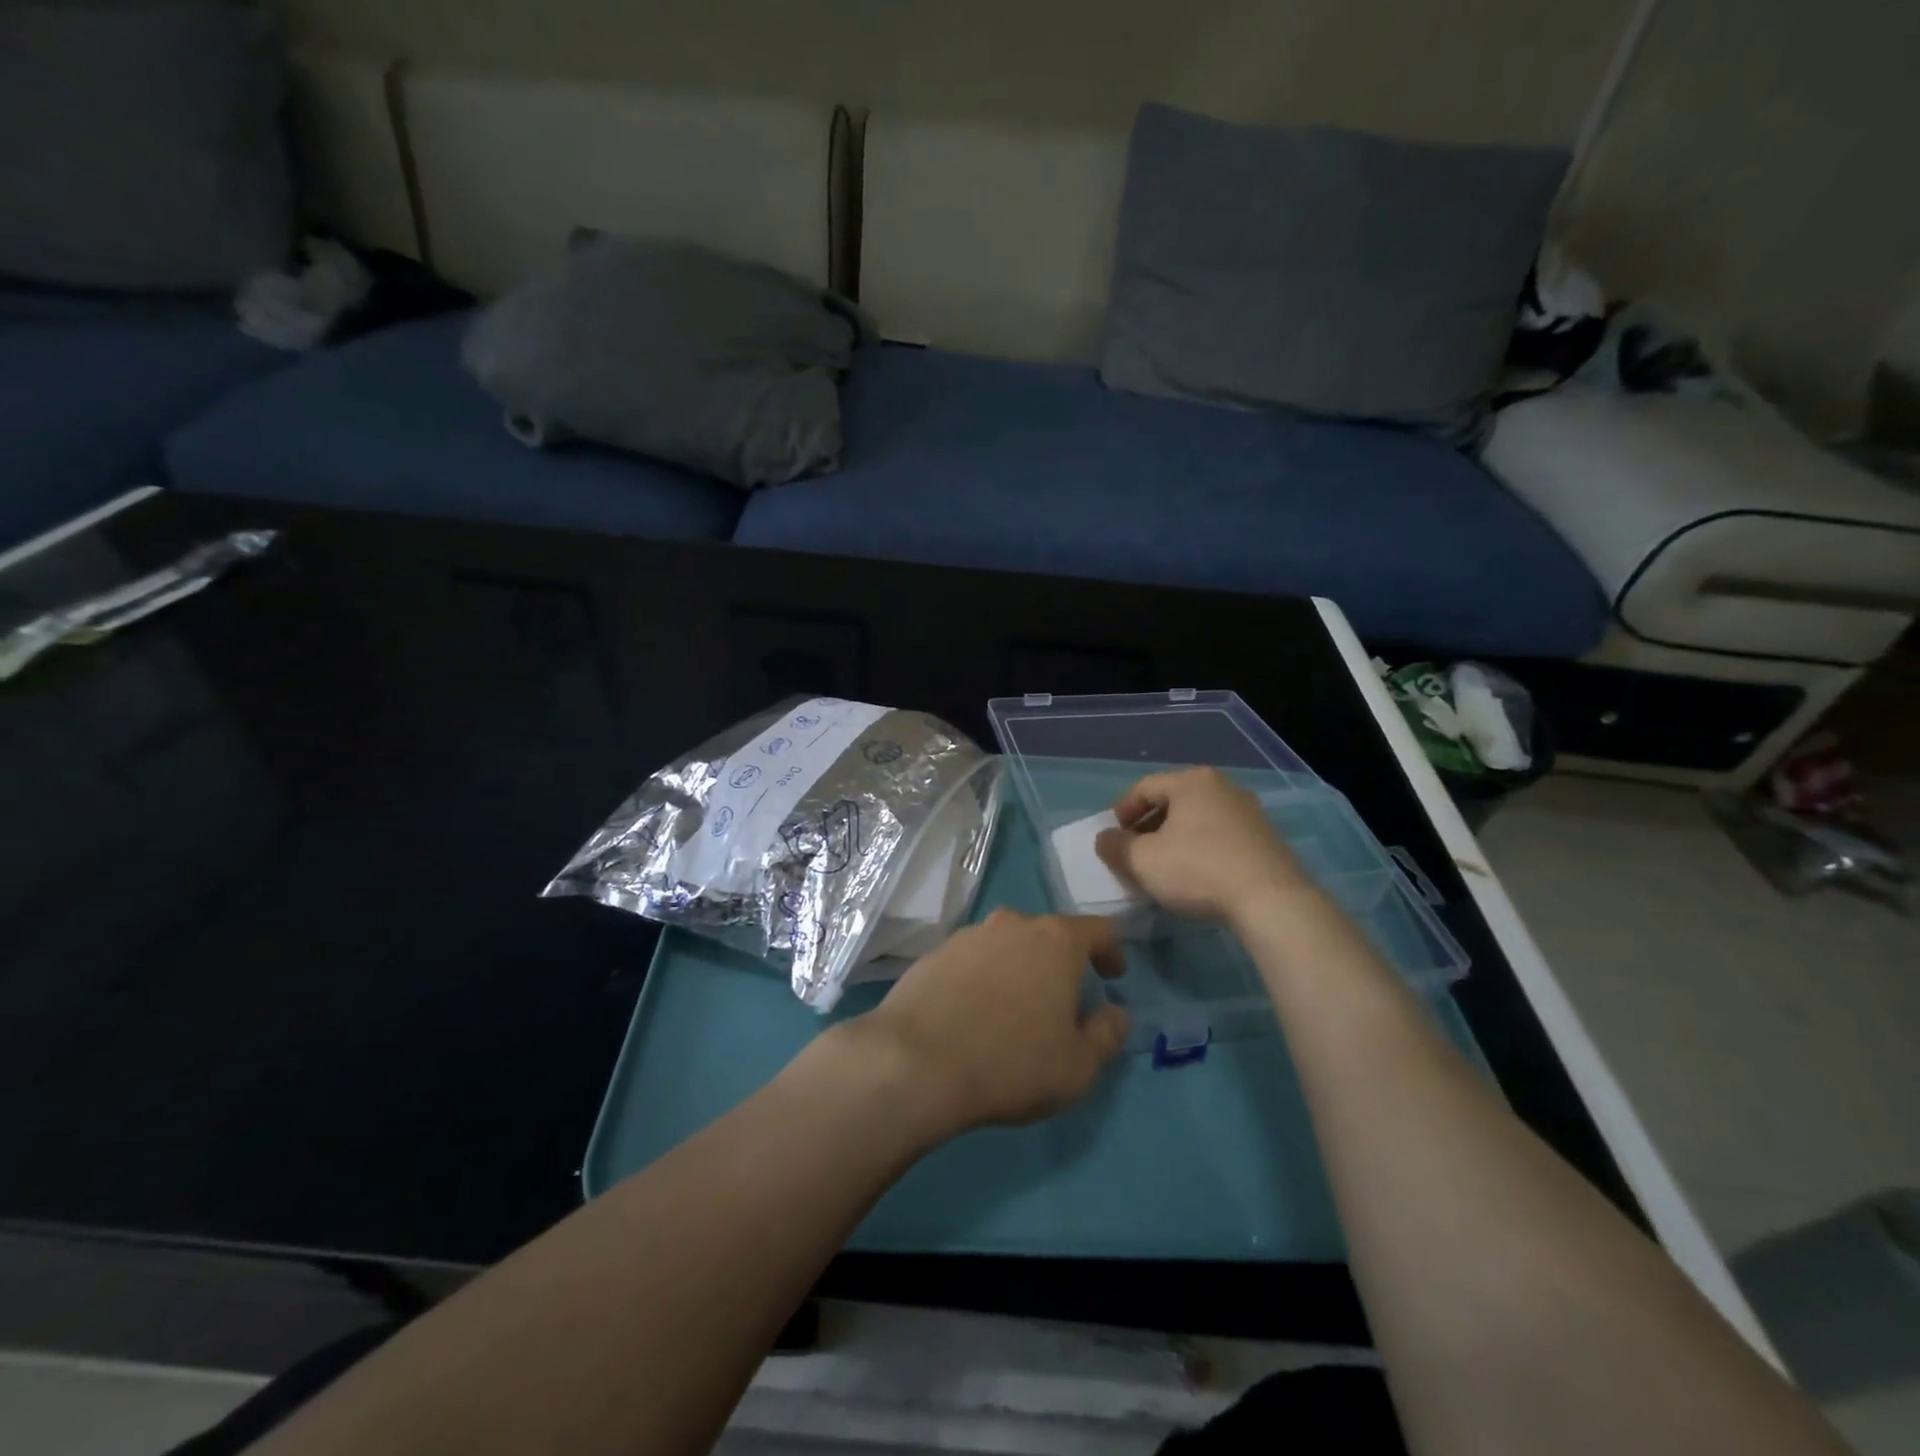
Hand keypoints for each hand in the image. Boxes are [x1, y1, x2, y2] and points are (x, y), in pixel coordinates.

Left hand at [841, 910, 1130, 1139]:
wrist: (916, 1061)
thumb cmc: (1011, 1062)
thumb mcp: (1078, 1066)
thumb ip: (1107, 1034)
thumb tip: (1116, 1013)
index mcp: (1055, 941)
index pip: (1098, 930)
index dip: (1111, 951)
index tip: (1113, 976)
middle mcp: (1012, 925)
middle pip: (1048, 934)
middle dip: (1060, 962)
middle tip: (1063, 999)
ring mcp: (968, 936)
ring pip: (1006, 945)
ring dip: (1018, 968)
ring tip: (1016, 1008)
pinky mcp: (933, 954)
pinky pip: (971, 961)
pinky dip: (982, 979)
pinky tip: (974, 1013)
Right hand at [1095, 767, 1312, 926]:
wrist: (1272, 901)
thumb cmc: (1198, 870)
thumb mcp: (1142, 861)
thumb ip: (1115, 846)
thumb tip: (1106, 839)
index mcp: (1191, 781)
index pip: (1143, 788)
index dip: (1120, 813)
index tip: (1110, 839)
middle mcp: (1222, 787)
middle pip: (1171, 802)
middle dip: (1146, 828)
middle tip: (1132, 855)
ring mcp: (1248, 812)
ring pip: (1196, 820)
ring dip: (1172, 840)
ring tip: (1161, 869)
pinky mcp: (1265, 838)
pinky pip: (1219, 836)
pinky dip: (1199, 850)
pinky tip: (1194, 877)